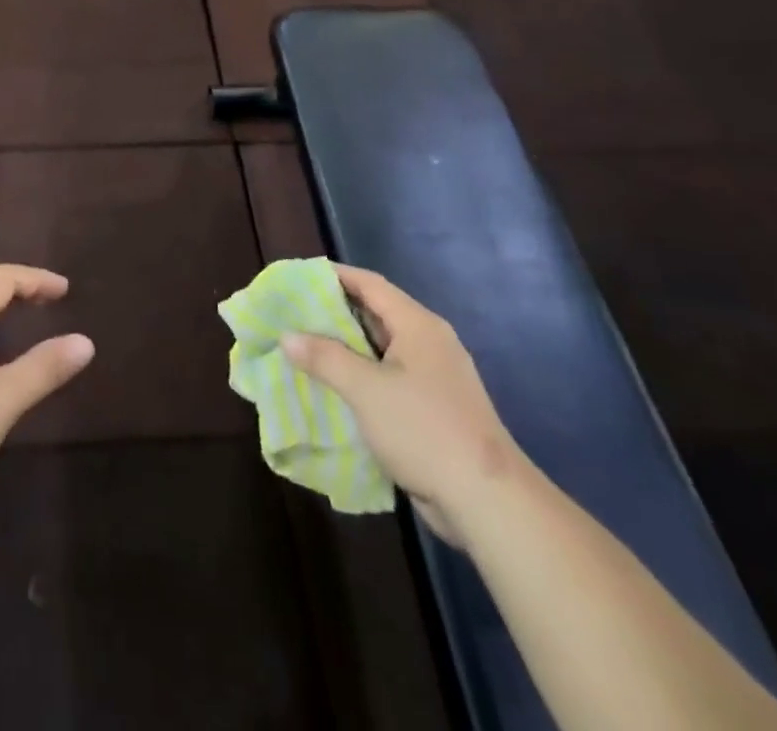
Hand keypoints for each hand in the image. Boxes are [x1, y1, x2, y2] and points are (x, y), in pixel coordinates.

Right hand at [281, 264, 527, 546]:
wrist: (488, 501)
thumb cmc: (424, 429)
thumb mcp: (365, 389)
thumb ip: (324, 357)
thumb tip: (287, 336)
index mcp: (418, 325)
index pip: (369, 284)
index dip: (333, 276)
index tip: (297, 278)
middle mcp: (429, 342)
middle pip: (375, 313)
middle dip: (334, 313)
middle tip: (293, 314)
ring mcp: (435, 377)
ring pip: (381, 349)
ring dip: (346, 348)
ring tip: (305, 349)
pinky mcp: (435, 408)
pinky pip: (390, 378)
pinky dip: (361, 376)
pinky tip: (336, 388)